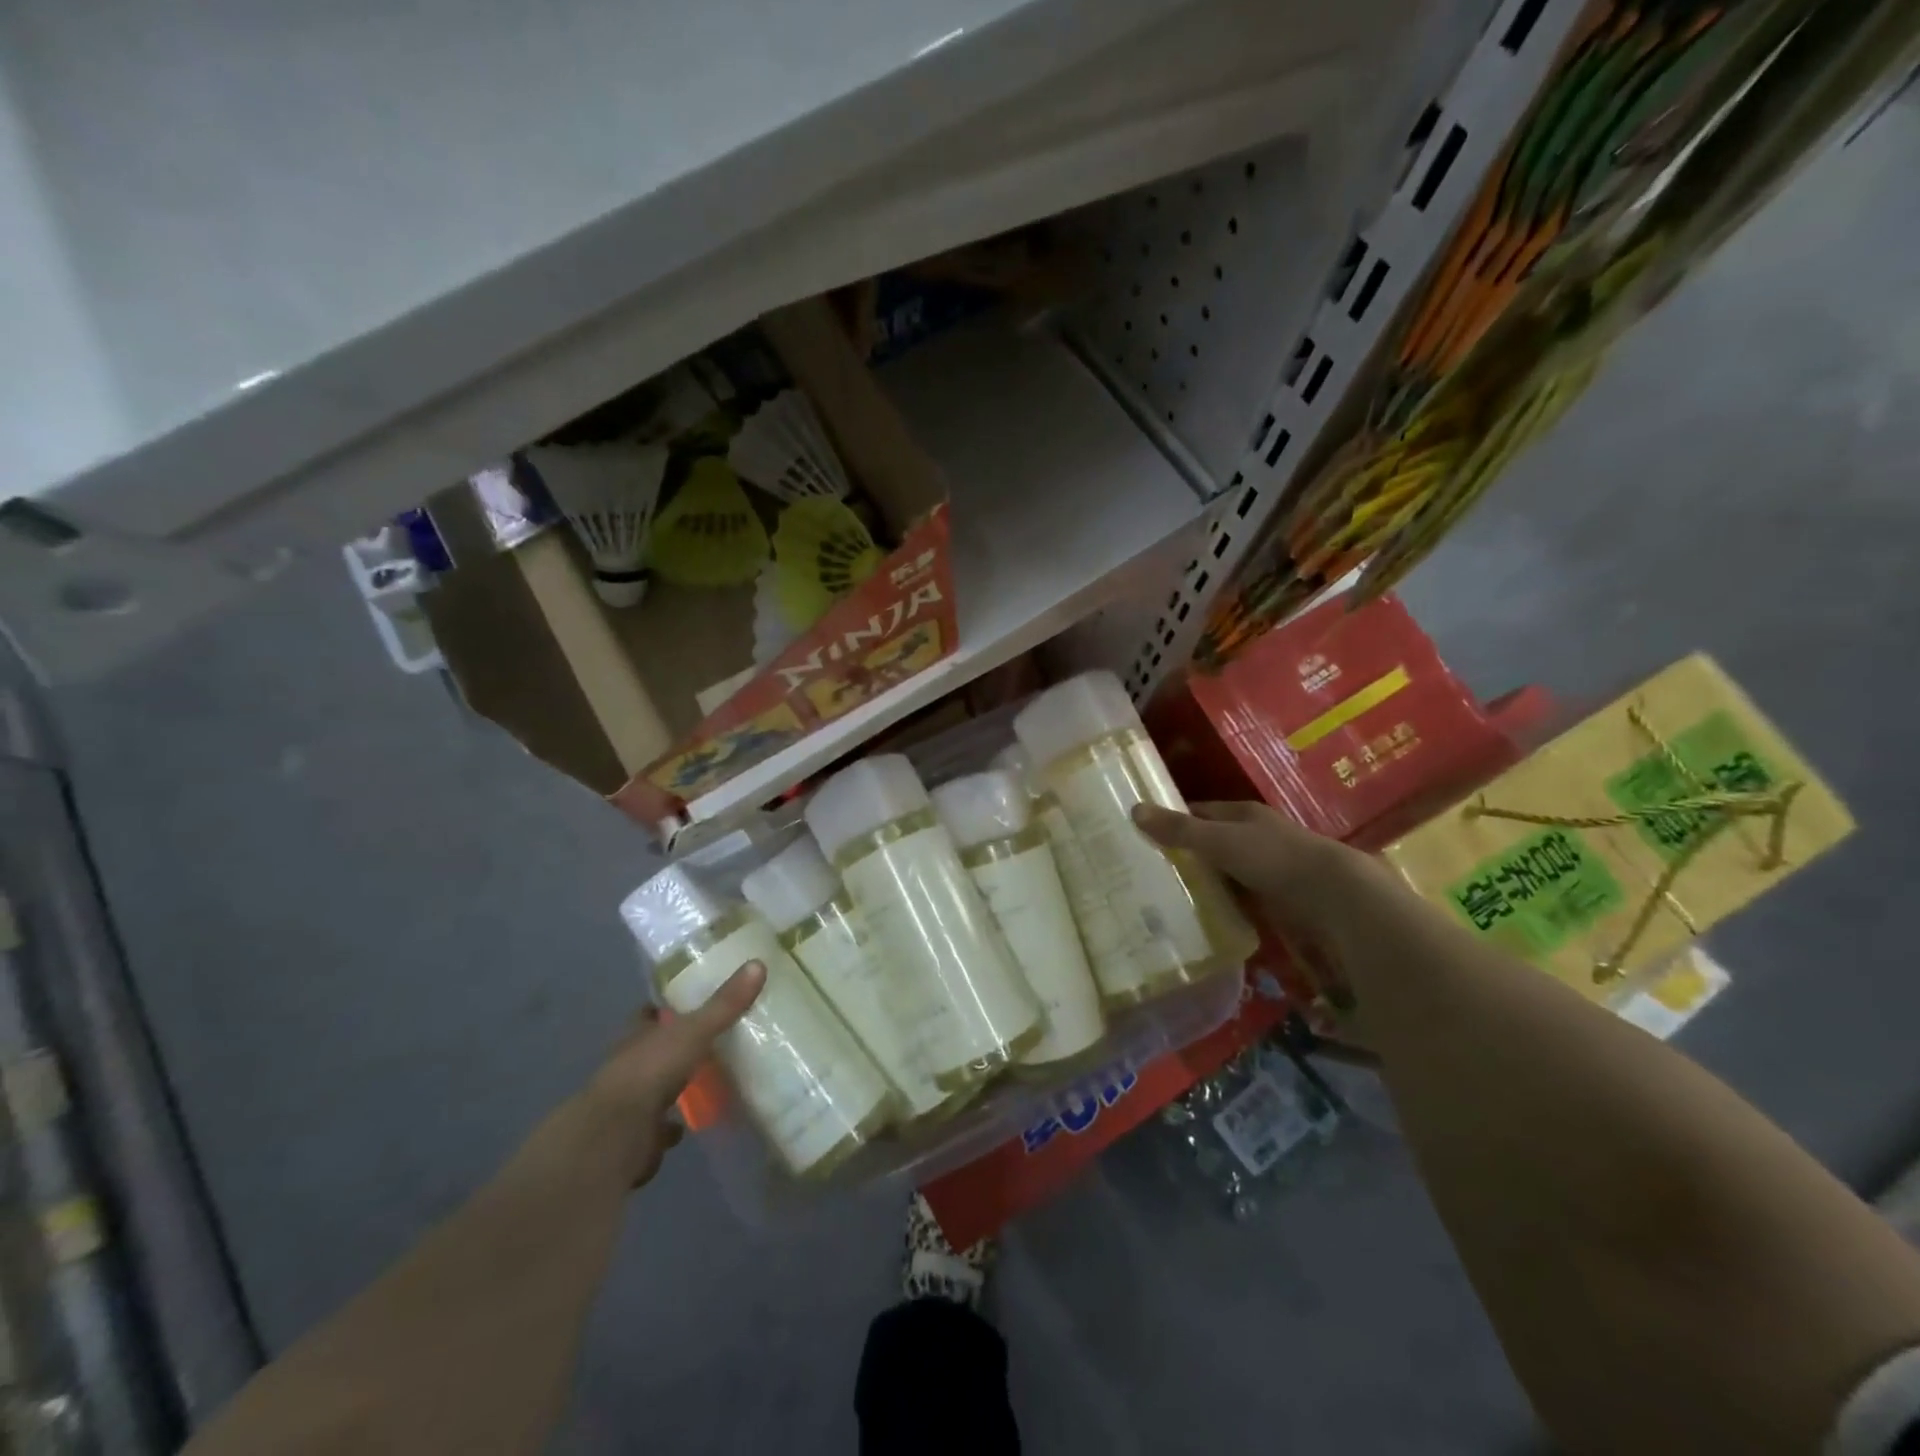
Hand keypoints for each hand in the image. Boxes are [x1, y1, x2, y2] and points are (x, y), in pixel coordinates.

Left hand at [586, 961, 765, 1186]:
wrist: (615, 1137)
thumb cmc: (650, 1072)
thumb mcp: (694, 1031)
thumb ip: (724, 1004)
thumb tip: (758, 963)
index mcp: (637, 1036)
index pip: (648, 1014)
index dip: (664, 1008)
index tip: (688, 1000)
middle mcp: (629, 1066)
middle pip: (654, 1050)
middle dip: (675, 1047)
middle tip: (710, 1039)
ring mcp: (630, 1103)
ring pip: (654, 1088)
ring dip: (672, 1086)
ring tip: (707, 1081)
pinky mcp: (636, 1137)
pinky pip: (657, 1128)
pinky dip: (671, 1127)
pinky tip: (689, 1124)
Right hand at [1130, 802, 1406, 1002]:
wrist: (1332, 895)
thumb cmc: (1273, 857)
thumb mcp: (1219, 840)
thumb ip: (1179, 829)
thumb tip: (1134, 809)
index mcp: (1244, 814)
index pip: (1200, 811)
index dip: (1174, 818)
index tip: (1145, 831)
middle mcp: (1256, 835)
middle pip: (1213, 840)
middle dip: (1187, 851)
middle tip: (1149, 867)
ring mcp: (1269, 866)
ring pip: (1226, 870)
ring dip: (1205, 879)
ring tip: (1167, 894)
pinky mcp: (1278, 896)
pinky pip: (1240, 896)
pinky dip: (1223, 901)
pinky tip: (1204, 914)